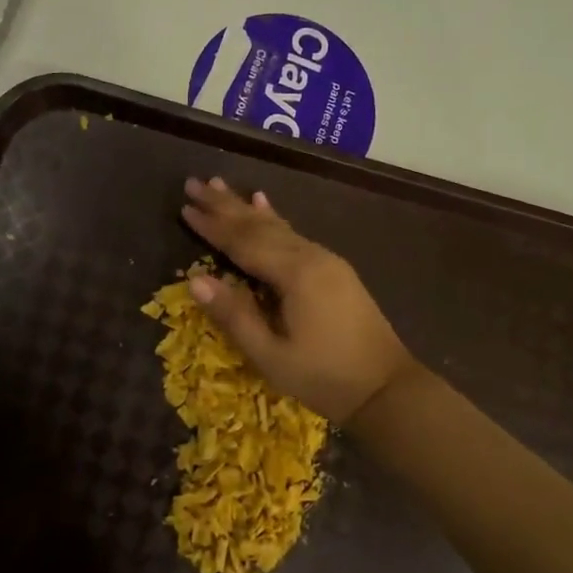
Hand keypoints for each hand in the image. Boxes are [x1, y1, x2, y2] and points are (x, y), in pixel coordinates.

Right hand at [181, 177, 414, 423]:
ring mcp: (325, 260)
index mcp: (295, 274)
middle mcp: (310, 256)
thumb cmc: (325, 378)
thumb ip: (234, 315)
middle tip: (194, 183)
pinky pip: (294, 234)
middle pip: (258, 225)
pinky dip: (273, 217)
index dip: (212, 226)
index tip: (184, 207)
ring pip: (276, 226)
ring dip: (244, 206)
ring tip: (220, 184)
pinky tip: (263, 202)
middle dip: (224, 205)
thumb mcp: (272, 356)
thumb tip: (194, 280)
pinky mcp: (333, 269)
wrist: (388, 390)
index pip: (243, 243)